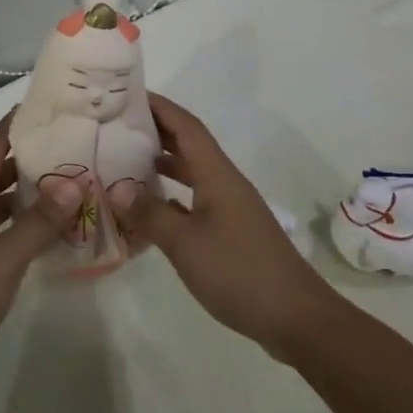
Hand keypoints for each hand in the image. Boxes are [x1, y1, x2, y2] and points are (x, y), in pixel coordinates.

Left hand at [0, 111, 80, 403]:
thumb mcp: (4, 258)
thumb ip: (38, 222)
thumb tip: (73, 182)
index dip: (11, 128)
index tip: (39, 107)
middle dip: (25, 159)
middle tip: (64, 146)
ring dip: (24, 195)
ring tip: (63, 185)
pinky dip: (21, 226)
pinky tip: (45, 233)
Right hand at [119, 94, 341, 359]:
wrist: (296, 317)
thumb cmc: (239, 272)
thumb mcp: (185, 244)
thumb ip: (150, 214)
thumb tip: (118, 188)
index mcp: (217, 174)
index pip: (186, 126)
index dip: (159, 107)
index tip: (127, 95)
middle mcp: (225, 182)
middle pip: (189, 144)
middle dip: (156, 130)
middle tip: (116, 126)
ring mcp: (230, 207)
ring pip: (192, 172)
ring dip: (163, 162)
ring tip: (126, 160)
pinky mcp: (231, 231)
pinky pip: (195, 198)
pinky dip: (172, 194)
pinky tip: (151, 207)